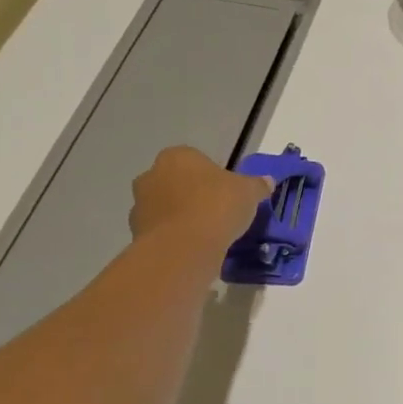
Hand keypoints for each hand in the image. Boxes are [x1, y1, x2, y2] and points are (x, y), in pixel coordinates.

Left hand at [129, 146, 271, 254]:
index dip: (214, 177)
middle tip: (217, 212)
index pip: (197, 160)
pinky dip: (174, 236)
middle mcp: (152, 174)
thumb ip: (257, 185)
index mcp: (178, 156)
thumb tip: (267, 181)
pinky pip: (161, 230)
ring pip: (166, 206)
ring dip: (181, 216)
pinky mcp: (135, 232)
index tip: (228, 193)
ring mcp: (140, 204)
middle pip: (177, 182)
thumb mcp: (249, 192)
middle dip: (192, 194)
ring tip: (206, 234)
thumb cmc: (217, 206)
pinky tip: (193, 247)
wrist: (184, 247)